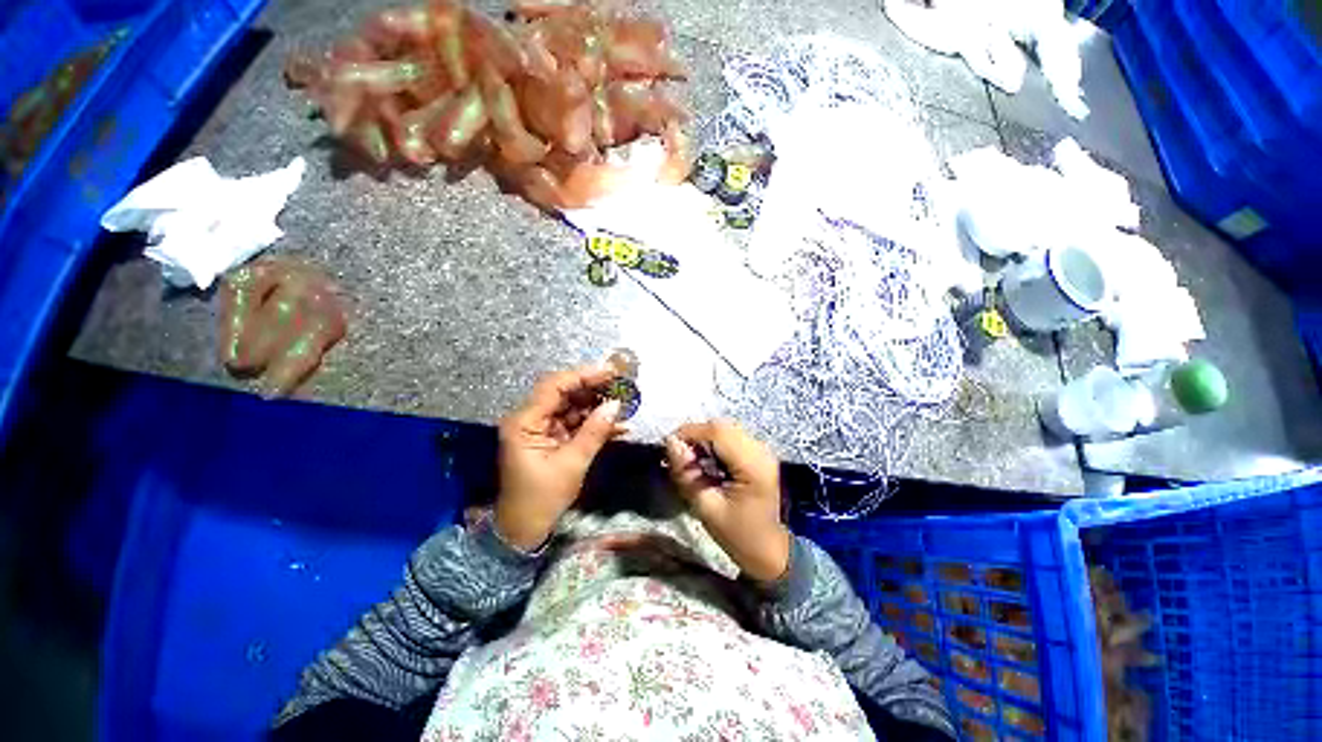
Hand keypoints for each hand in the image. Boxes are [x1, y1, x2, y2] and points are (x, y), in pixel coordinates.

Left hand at [495, 365, 623, 550]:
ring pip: (572, 407)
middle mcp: (531, 419)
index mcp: (525, 422)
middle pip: (564, 393)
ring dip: (598, 405)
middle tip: (622, 384)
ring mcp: (542, 428)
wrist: (525, 530)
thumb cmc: (542, 498)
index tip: (611, 372)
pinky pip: (575, 423)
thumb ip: (594, 432)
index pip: (554, 386)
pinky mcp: (552, 438)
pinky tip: (618, 425)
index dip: (583, 375)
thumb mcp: (572, 464)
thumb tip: (616, 405)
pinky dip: (595, 423)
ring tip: (625, 402)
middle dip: (594, 388)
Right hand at [664, 420, 789, 582]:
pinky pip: (732, 439)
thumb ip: (686, 474)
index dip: (690, 433)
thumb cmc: (739, 536)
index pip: (717, 432)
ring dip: (704, 440)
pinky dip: (714, 445)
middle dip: (695, 436)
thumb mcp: (706, 508)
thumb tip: (670, 443)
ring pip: (726, 430)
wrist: (771, 552)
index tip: (668, 448)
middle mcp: (760, 450)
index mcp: (752, 464)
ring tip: (691, 462)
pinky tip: (707, 464)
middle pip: (722, 427)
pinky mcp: (759, 455)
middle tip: (679, 458)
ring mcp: (762, 451)